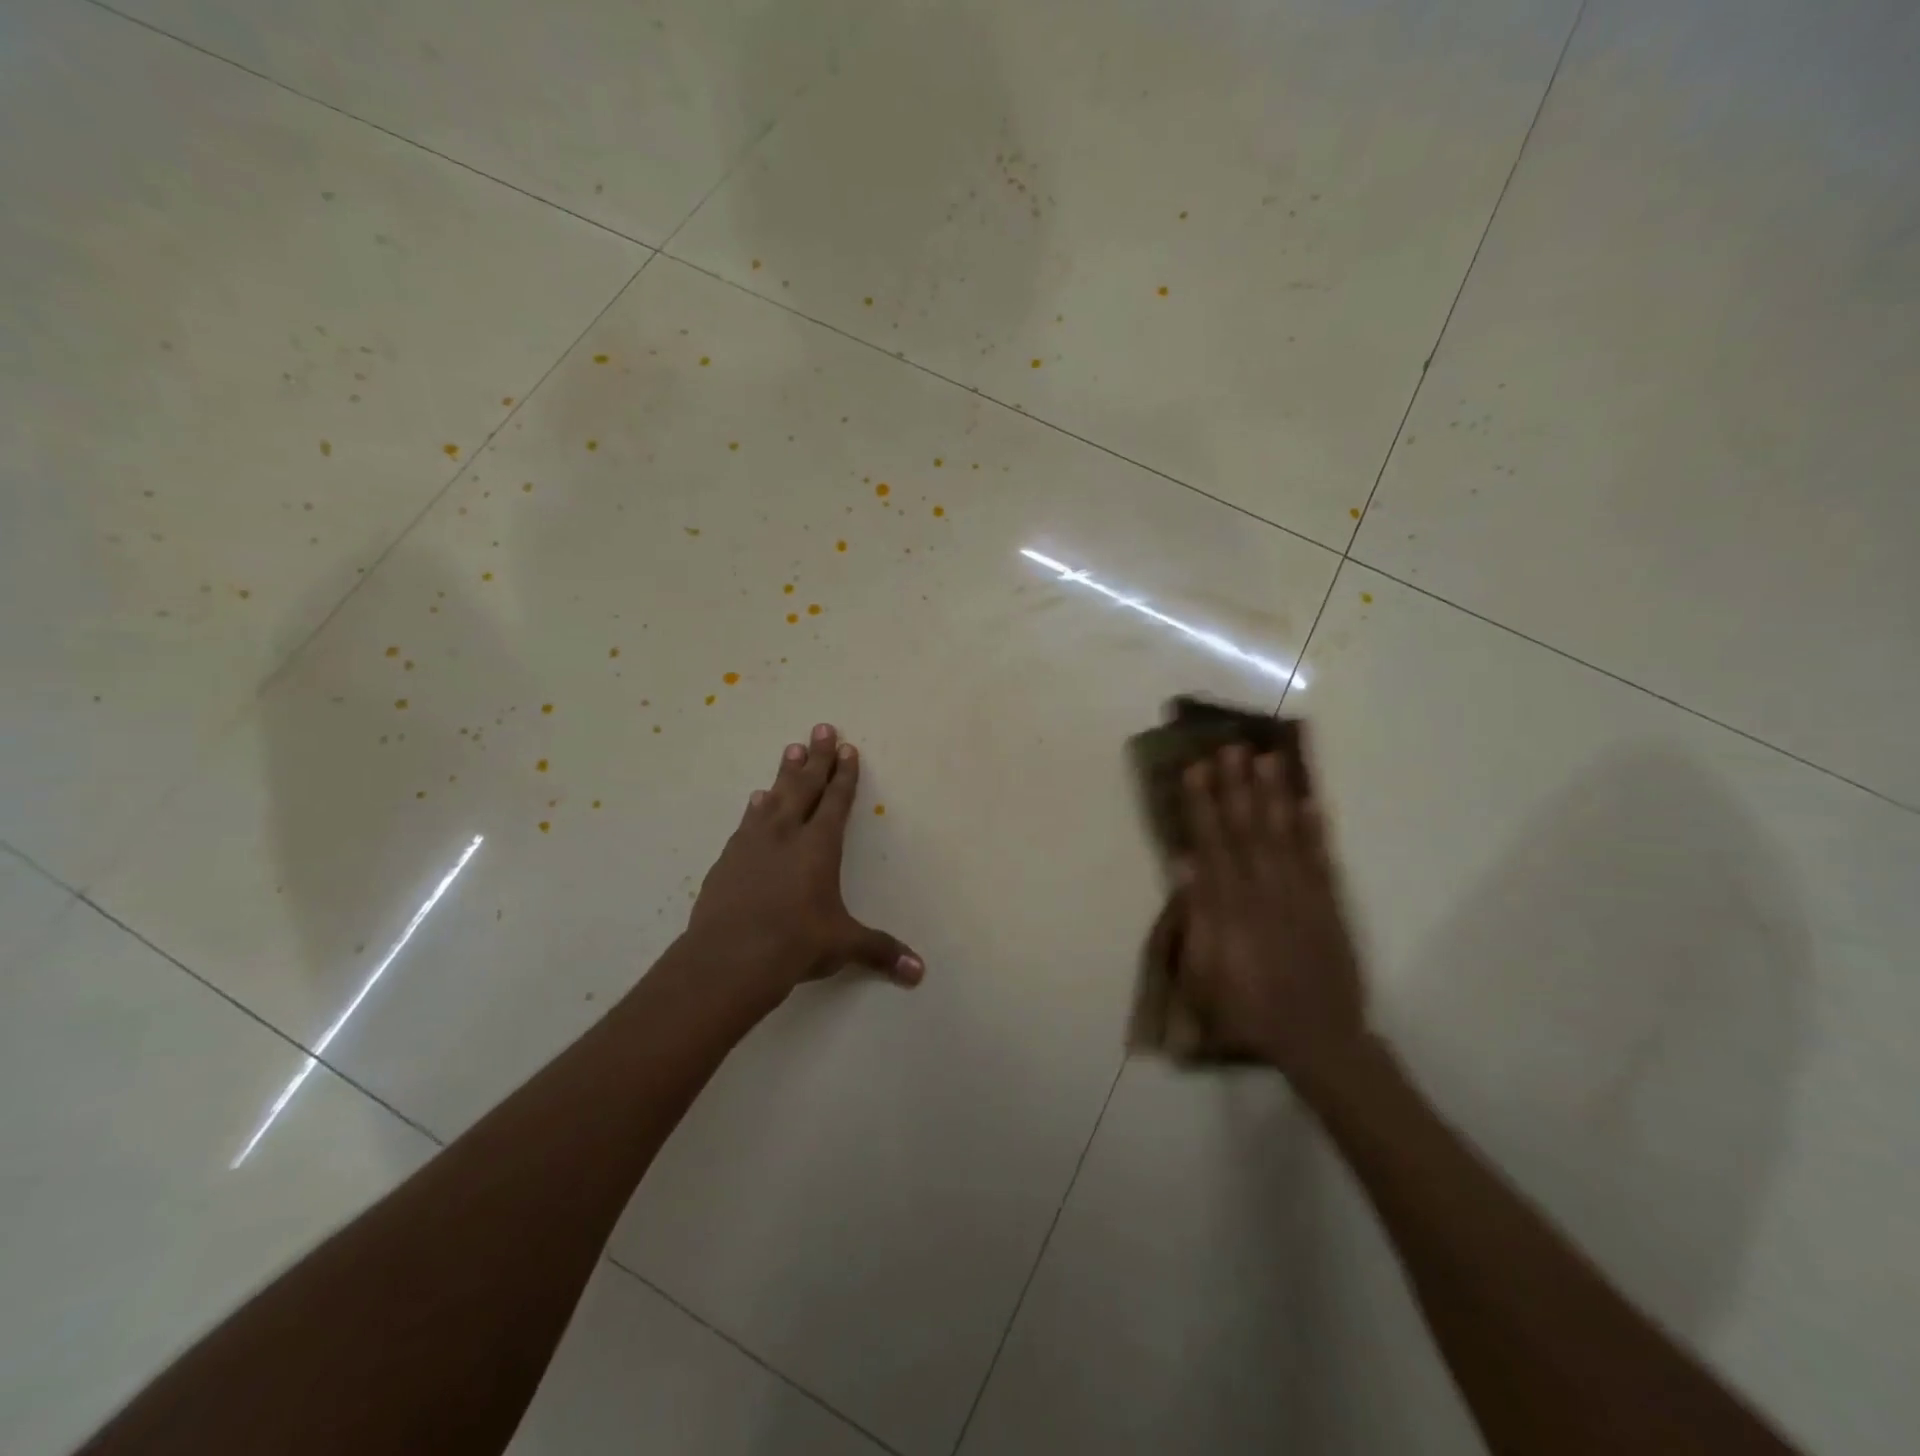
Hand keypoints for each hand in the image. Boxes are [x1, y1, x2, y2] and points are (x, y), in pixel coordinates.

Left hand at [686, 723, 922, 1005]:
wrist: (729, 958)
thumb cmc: (795, 943)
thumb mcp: (843, 945)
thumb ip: (880, 951)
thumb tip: (919, 973)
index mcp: (819, 846)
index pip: (836, 801)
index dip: (844, 775)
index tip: (847, 748)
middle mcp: (787, 834)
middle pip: (804, 786)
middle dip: (816, 757)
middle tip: (820, 727)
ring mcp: (753, 843)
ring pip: (773, 797)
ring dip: (784, 773)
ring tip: (790, 749)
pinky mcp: (728, 859)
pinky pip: (747, 822)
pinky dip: (755, 808)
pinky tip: (755, 800)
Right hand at [1176, 736, 1368, 1084]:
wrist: (1317, 1039)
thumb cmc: (1246, 1009)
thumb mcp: (1205, 973)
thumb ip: (1197, 916)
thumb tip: (1184, 863)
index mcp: (1231, 907)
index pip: (1212, 843)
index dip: (1202, 804)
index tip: (1195, 770)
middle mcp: (1266, 890)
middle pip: (1248, 829)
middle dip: (1237, 786)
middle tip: (1230, 747)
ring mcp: (1302, 895)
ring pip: (1285, 835)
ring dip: (1274, 795)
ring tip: (1267, 758)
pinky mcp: (1329, 905)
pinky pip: (1322, 859)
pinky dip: (1316, 829)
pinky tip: (1310, 801)